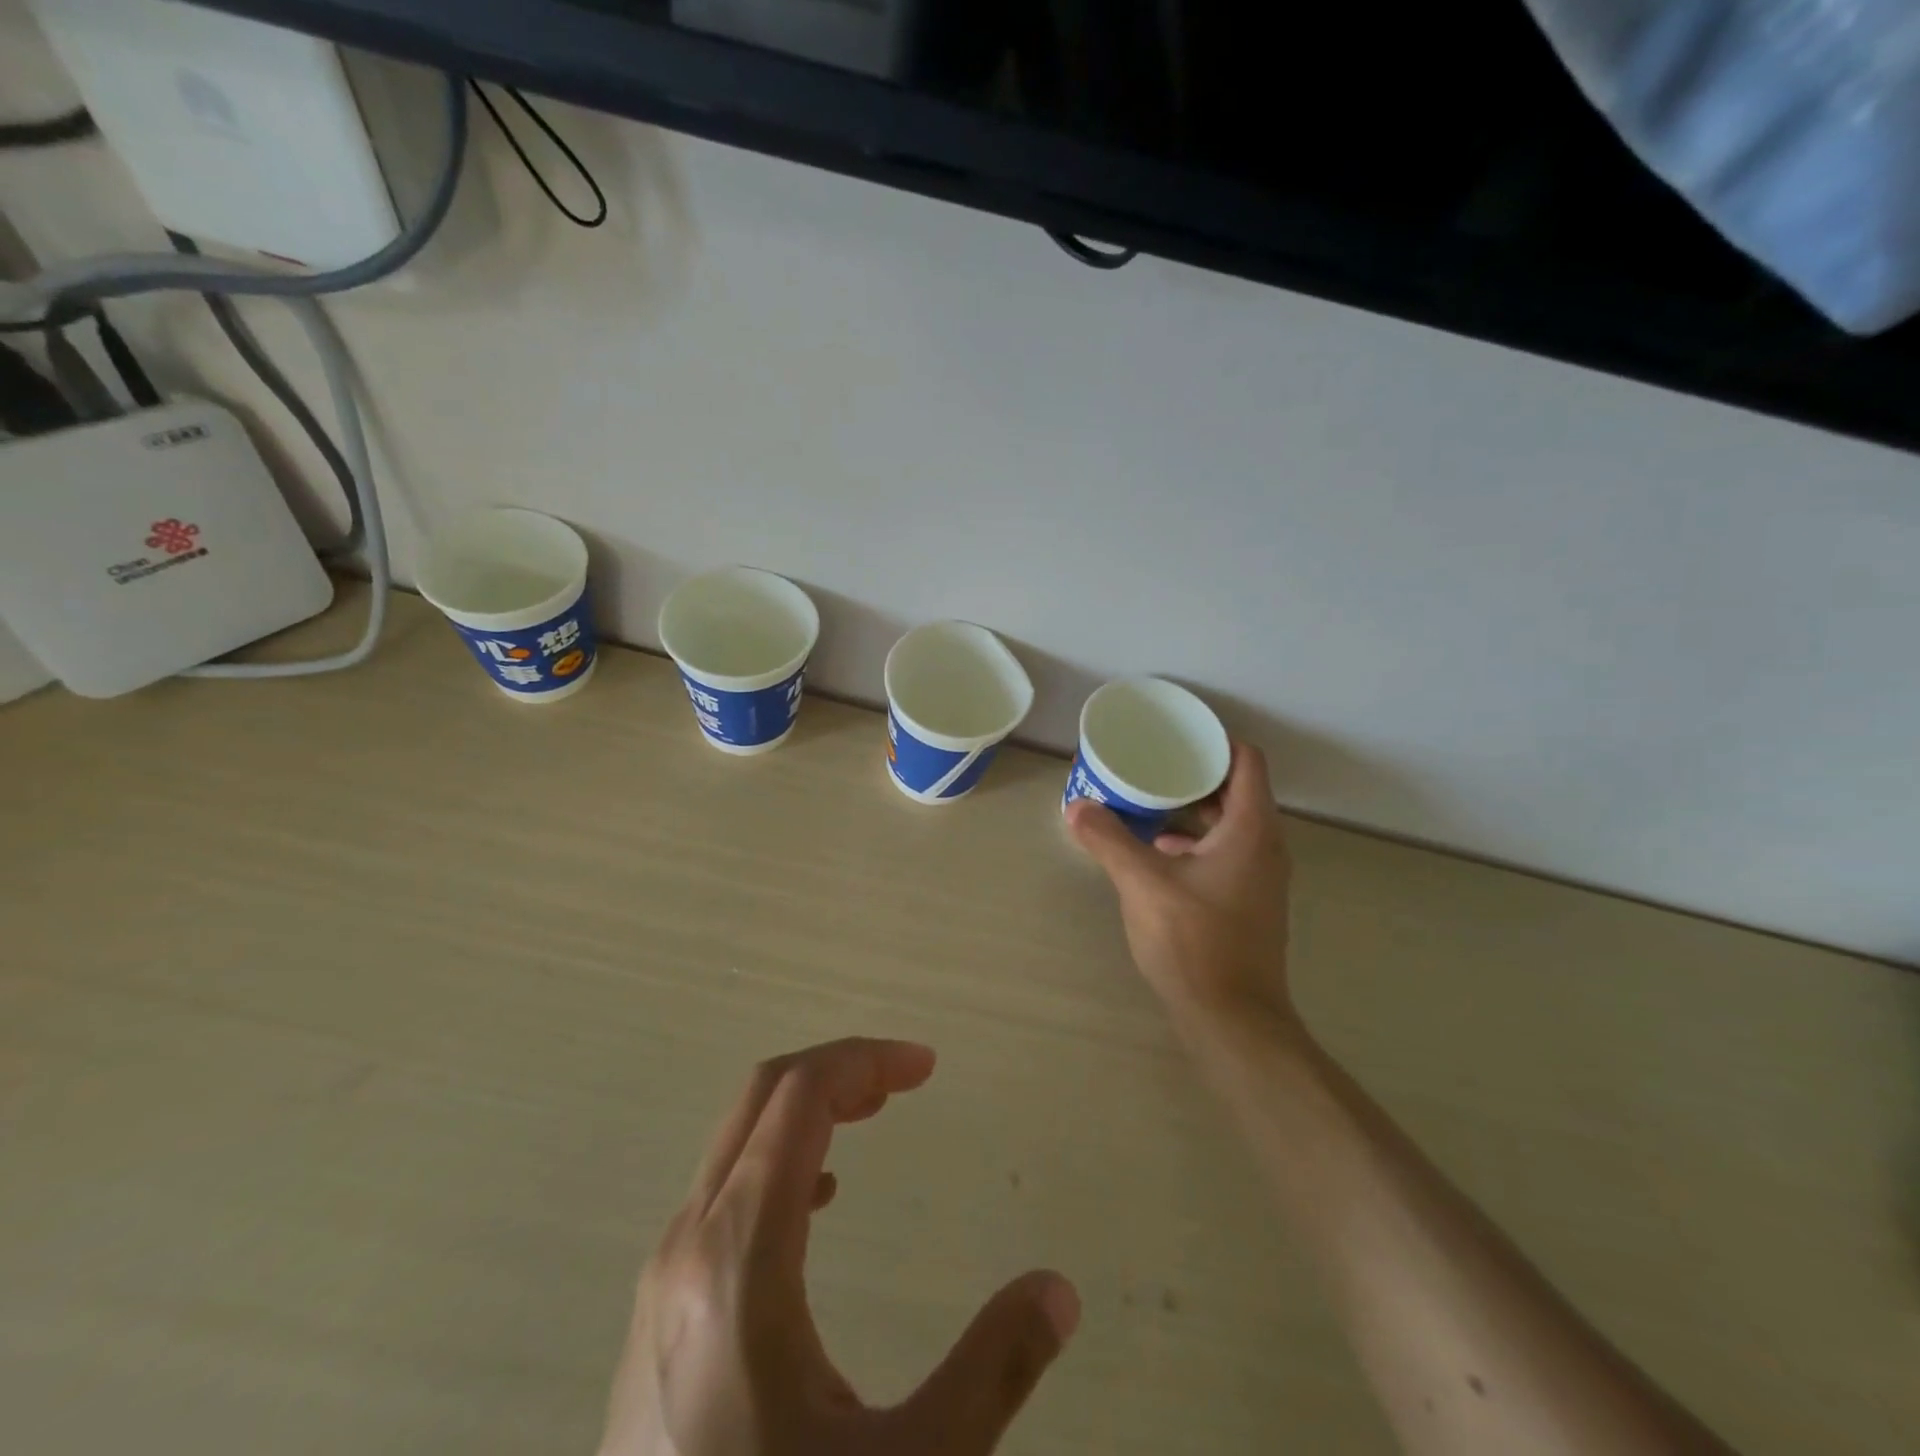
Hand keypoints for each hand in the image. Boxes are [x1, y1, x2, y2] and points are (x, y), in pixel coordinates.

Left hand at [598, 1038, 1079, 1455]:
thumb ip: (989, 1372)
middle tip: (905, 1081)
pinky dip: (780, 1157)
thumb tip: (1059, 1290)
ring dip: (807, 1109)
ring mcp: (662, 1275)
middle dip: (839, 1071)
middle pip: (763, 1097)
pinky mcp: (657, 1311)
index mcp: (740, 1254)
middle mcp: (688, 1242)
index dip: (867, 1060)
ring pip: (739, 1139)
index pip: (800, 1095)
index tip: (927, 1066)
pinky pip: (724, 1189)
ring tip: (872, 1117)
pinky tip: (821, 1200)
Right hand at [1066, 743, 1294, 1033]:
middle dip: (1195, 774)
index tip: (1177, 736)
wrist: (1232, 1019)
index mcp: (1250, 829)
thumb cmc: (1195, 941)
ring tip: (1148, 802)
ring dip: (1192, 810)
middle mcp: (1265, 847)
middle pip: (1236, 790)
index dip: (1216, 741)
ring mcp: (1260, 878)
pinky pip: (1224, 853)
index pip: (1246, 762)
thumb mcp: (1143, 883)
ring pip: (1229, 825)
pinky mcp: (1248, 902)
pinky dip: (1195, 842)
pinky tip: (1157, 852)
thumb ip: (1109, 840)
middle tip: (1152, 764)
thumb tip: (1076, 807)